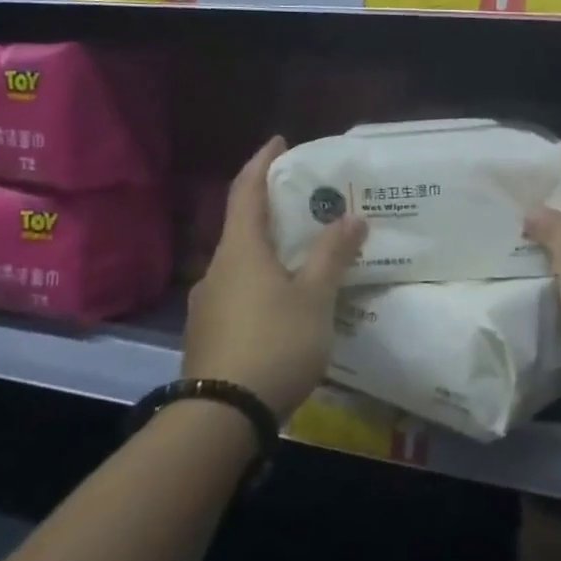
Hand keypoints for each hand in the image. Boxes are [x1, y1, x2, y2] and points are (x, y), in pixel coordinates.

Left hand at [184, 137, 365, 418]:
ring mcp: (208, 304)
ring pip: (242, 264)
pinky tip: (286, 303)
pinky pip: (239, 292)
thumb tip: (352, 217)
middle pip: (244, 227)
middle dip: (273, 210)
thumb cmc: (274, 343)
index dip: (262, 162)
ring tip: (304, 255)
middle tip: (306, 202)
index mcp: (240, 251)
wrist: (221, 418)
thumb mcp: (315, 297)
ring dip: (270, 251)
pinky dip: (263, 282)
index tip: (280, 142)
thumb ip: (332, 255)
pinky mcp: (209, 334)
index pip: (246, 191)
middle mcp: (217, 270)